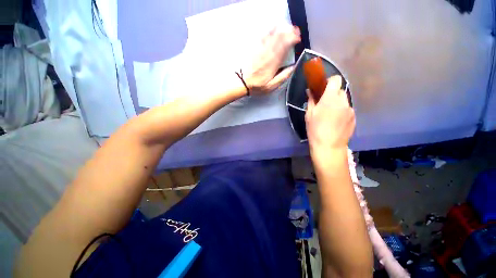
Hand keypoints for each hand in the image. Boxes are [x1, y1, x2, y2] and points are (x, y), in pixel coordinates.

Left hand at [243, 25, 300, 94]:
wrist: (242, 82)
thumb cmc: (257, 86)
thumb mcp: (271, 86)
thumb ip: (282, 77)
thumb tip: (293, 68)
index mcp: (274, 63)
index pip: (285, 47)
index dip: (293, 40)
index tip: (298, 39)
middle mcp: (268, 54)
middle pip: (280, 39)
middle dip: (289, 33)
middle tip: (295, 31)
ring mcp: (261, 50)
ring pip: (272, 36)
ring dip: (281, 30)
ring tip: (287, 27)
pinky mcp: (255, 49)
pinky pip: (263, 37)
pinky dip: (269, 31)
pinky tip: (274, 28)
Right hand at [305, 76, 355, 151]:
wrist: (329, 146)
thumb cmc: (315, 130)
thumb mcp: (309, 115)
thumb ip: (311, 100)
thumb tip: (310, 91)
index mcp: (330, 98)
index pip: (336, 80)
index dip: (330, 81)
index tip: (323, 88)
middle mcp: (343, 101)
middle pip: (340, 90)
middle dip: (332, 94)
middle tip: (324, 104)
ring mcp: (350, 110)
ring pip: (344, 101)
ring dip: (337, 104)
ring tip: (330, 116)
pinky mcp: (354, 117)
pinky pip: (347, 110)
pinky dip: (342, 112)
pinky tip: (336, 122)